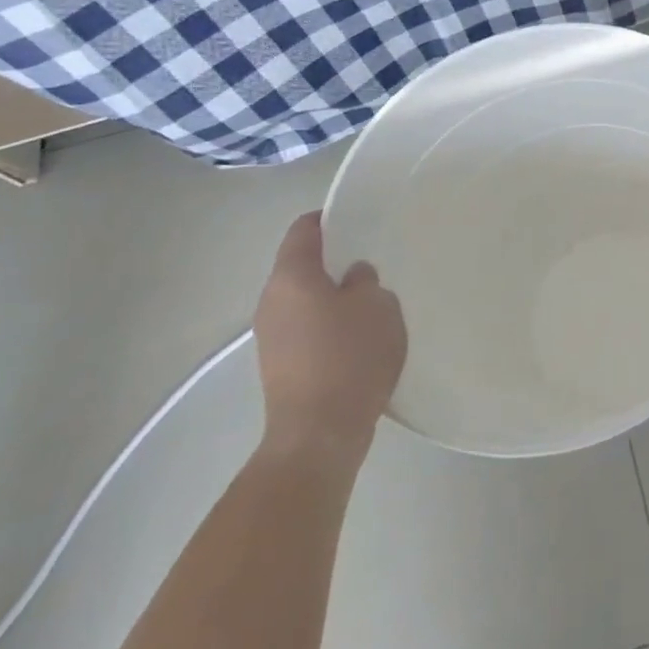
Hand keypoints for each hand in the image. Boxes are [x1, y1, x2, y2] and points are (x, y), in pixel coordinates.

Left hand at [252, 213, 406, 470]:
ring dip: (332, 295)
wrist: (319, 432)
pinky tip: (359, 335)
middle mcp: (272, 302)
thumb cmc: (350, 356)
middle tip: (373, 259)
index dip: (328, 218)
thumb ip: (366, 281)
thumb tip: (353, 277)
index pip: (303, 231)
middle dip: (334, 261)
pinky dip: (329, 323)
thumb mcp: (377, 306)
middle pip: (300, 267)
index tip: (356, 216)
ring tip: (371, 299)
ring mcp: (271, 337)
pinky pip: (306, 328)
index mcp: (292, 278)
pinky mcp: (280, 365)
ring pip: (304, 300)